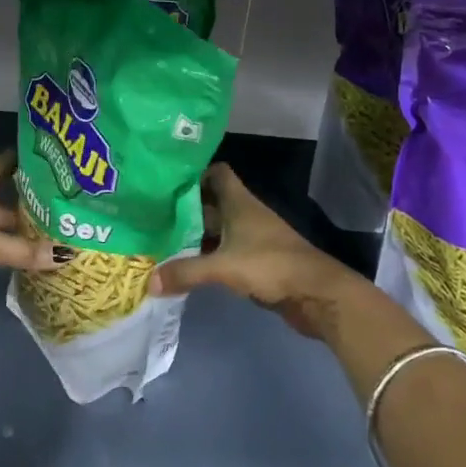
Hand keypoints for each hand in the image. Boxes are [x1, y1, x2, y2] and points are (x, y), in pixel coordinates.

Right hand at [148, 164, 370, 340]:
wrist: (316, 293)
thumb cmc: (270, 265)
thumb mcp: (223, 266)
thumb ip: (186, 272)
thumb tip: (149, 281)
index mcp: (239, 202)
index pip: (216, 173)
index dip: (194, 174)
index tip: (166, 183)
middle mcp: (244, 214)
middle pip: (211, 203)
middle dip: (184, 209)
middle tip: (152, 216)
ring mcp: (251, 238)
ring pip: (216, 230)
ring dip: (194, 235)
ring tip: (161, 241)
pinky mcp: (255, 262)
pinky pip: (224, 253)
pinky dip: (206, 257)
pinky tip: (185, 268)